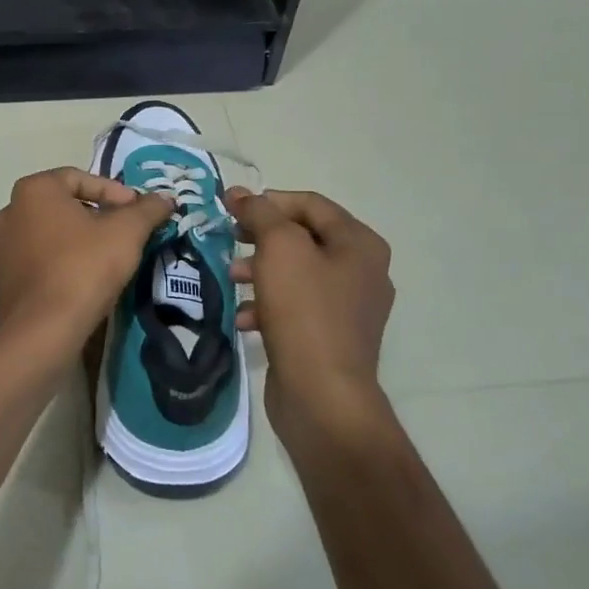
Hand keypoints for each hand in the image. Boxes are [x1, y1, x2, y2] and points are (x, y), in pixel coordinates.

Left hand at [0, 168, 173, 357]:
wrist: (41, 332)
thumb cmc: (83, 268)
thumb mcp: (127, 233)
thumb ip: (147, 210)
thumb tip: (165, 199)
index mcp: (33, 191)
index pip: (79, 178)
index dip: (114, 192)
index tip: (137, 212)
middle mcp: (9, 212)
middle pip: (62, 205)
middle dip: (96, 215)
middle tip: (125, 233)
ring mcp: (0, 248)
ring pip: (48, 234)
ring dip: (77, 241)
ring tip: (106, 259)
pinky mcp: (1, 281)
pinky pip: (37, 262)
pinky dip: (59, 264)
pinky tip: (81, 282)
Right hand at [226, 188, 395, 450]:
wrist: (322, 395)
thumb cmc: (304, 311)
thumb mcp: (280, 249)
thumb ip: (260, 214)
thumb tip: (240, 193)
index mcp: (359, 244)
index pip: (310, 204)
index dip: (268, 200)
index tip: (230, 208)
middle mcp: (362, 271)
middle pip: (303, 238)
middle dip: (261, 237)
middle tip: (227, 239)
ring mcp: (348, 308)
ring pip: (295, 274)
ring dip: (258, 270)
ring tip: (230, 279)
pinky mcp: (329, 337)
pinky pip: (295, 307)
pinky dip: (267, 305)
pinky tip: (243, 317)